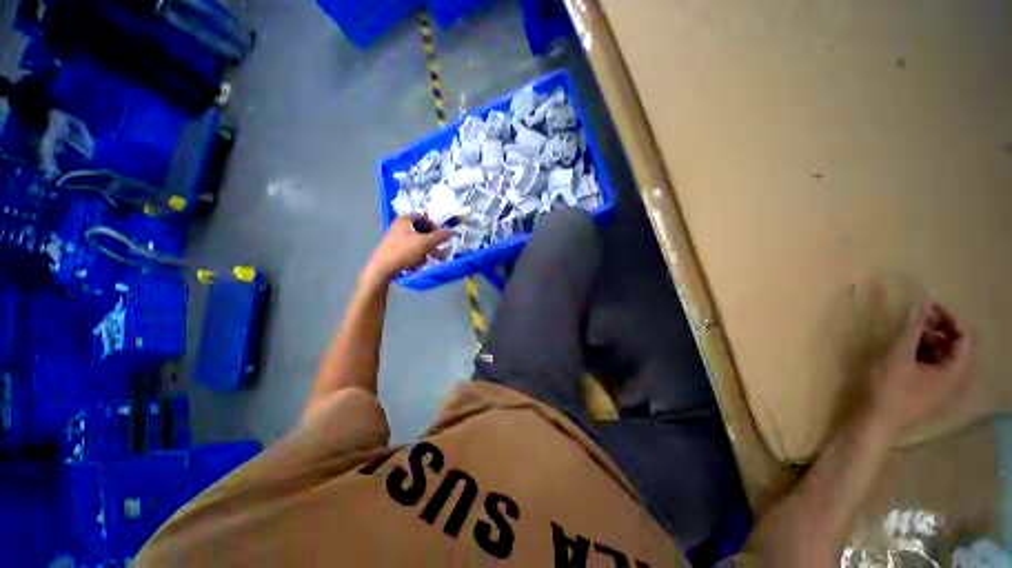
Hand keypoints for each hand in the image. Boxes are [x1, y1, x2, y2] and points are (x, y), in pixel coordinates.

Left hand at [362, 215, 452, 285]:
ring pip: (418, 242)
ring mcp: (396, 238)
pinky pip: (411, 250)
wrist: (382, 269)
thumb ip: (440, 237)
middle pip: (422, 231)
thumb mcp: (425, 243)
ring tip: (434, 259)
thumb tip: (453, 232)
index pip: (425, 218)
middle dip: (433, 242)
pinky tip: (421, 264)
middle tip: (440, 250)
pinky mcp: (395, 250)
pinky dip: (418, 255)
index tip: (442, 237)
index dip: (435, 226)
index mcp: (405, 220)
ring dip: (428, 250)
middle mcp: (399, 226)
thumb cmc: (404, 252)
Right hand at [867, 301, 975, 437]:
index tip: (928, 306)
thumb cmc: (890, 389)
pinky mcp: (932, 392)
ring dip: (933, 340)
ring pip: (948, 357)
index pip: (965, 337)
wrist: (877, 422)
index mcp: (956, 372)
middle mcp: (957, 380)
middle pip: (959, 347)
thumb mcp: (899, 356)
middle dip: (940, 329)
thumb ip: (913, 330)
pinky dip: (928, 353)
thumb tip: (922, 304)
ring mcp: (945, 389)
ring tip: (911, 333)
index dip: (950, 318)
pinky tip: (909, 351)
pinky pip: (938, 367)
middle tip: (918, 318)